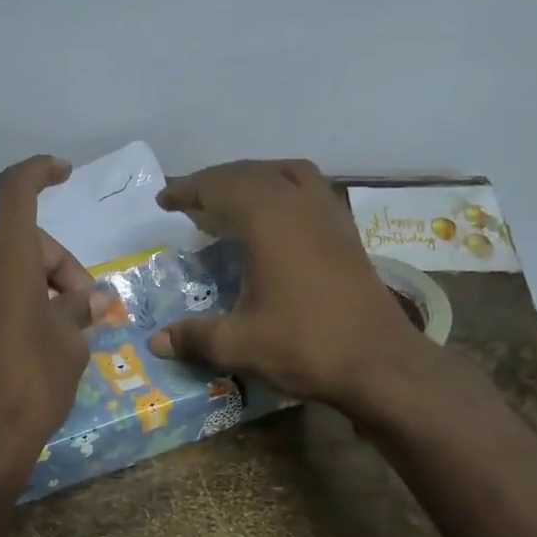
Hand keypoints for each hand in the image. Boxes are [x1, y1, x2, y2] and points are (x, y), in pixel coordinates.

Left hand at [0, 155, 95, 488]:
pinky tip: (22, 340)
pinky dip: (3, 301)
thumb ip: (80, 310)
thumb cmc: (32, 386)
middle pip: (14, 241)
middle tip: (82, 305)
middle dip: (53, 263)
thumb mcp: (70, 346)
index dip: (39, 172)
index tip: (63, 173)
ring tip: (55, 326)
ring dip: (28, 283)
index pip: (16, 191)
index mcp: (3, 261)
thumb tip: (93, 298)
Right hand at [147, 160, 438, 419]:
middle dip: (218, 181)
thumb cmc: (305, 346)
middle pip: (253, 173)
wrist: (378, 363)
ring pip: (289, 174)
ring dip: (256, 178)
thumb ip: (195, 338)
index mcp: (270, 219)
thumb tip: (157, 343)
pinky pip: (310, 192)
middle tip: (192, 200)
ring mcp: (330, 216)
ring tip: (234, 199)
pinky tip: (277, 222)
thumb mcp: (239, 345)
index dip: (188, 192)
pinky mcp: (348, 234)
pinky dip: (285, 192)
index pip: (220, 188)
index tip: (164, 201)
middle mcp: (301, 204)